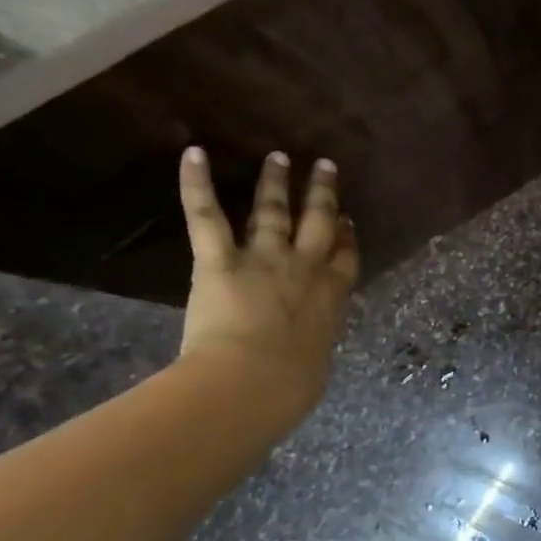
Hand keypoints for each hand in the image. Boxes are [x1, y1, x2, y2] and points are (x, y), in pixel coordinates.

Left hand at [176, 147, 358, 422]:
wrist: (253, 382)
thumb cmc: (290, 386)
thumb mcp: (313, 365)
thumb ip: (310, 346)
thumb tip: (301, 354)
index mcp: (333, 294)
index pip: (345, 255)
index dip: (347, 235)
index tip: (346, 219)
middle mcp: (306, 267)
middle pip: (319, 221)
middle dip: (323, 193)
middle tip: (324, 166)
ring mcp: (265, 259)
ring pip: (273, 211)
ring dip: (276, 182)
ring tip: (278, 156)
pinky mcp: (221, 261)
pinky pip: (208, 217)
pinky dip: (197, 185)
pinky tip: (193, 153)